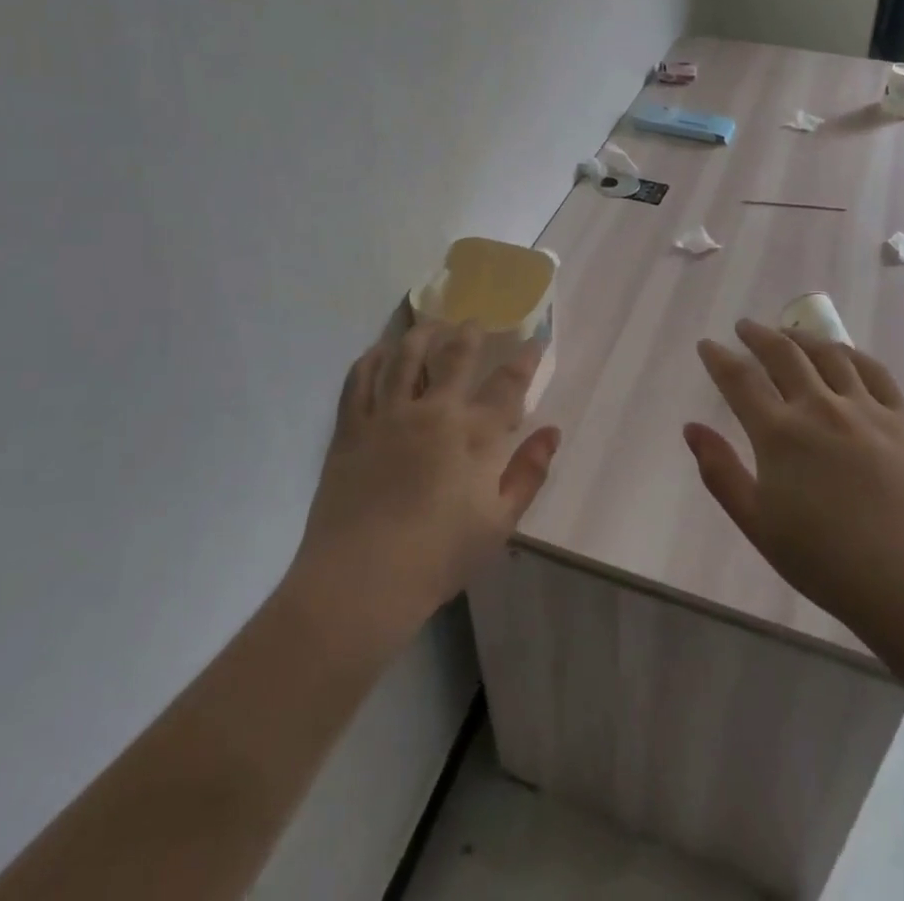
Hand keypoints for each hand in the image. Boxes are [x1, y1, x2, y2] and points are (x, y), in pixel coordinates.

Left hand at [290, 322, 559, 646]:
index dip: (524, 359)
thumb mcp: (499, 523)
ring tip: (431, 324)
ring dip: (422, 334)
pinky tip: (379, 351)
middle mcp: (432, 411)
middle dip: (469, 332)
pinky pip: (359, 379)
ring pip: (405, 356)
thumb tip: (552, 432)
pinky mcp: (351, 428)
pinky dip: (371, 358)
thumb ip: (529, 473)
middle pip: (454, 355)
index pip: (507, 384)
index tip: (534, 341)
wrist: (361, 581)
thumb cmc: (438, 556)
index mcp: (472, 435)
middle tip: (474, 322)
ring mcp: (387, 415)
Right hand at [686, 319, 903, 647]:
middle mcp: (819, 408)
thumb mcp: (758, 524)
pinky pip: (874, 371)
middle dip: (757, 335)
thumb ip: (720, 473)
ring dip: (801, 338)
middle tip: (744, 327)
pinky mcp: (901, 419)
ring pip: (828, 354)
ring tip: (789, 334)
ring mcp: (864, 409)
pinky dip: (851, 354)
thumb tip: (692, 428)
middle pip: (782, 354)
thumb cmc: (825, 562)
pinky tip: (843, 354)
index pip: (740, 379)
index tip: (707, 345)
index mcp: (779, 434)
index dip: (719, 358)